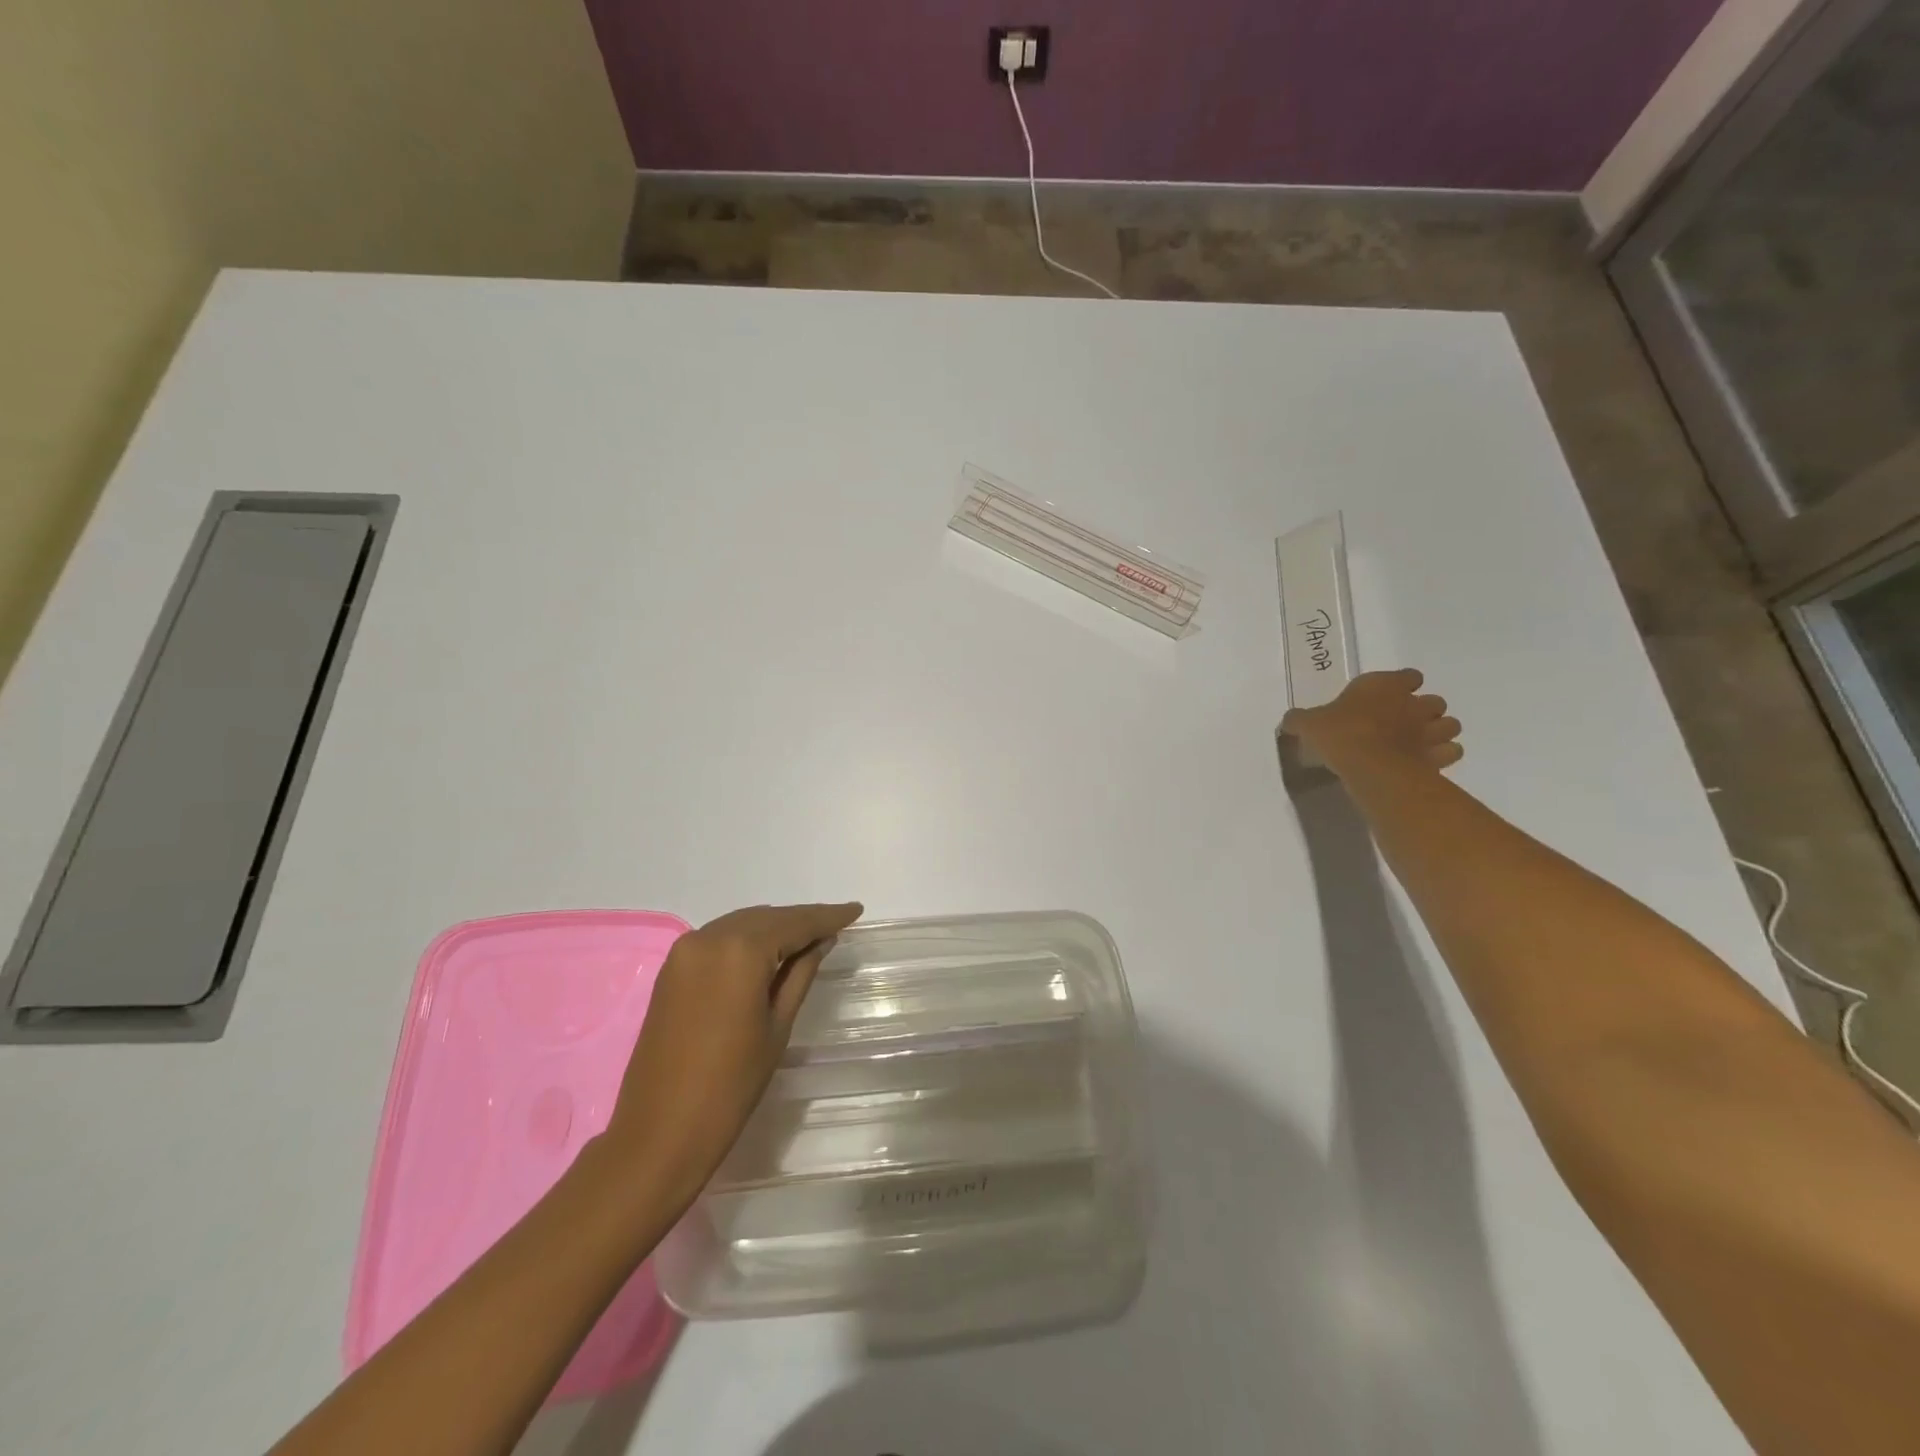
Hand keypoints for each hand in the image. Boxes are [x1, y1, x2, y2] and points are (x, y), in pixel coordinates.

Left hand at [603, 901, 862, 1203]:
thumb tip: (821, 941)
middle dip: (800, 921)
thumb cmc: (730, 1085)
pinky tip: (768, 953)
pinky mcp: (671, 968)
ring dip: (774, 929)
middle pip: (766, 918)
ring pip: (742, 925)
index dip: (827, 917)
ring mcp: (684, 951)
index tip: (855, 910)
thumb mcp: (778, 1026)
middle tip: (835, 926)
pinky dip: (747, 940)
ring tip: (807, 939)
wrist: (658, 1133)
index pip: (794, 923)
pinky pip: (719, 939)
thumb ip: (801, 974)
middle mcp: (708, 937)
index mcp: (740, 950)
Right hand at [1282, 668, 1461, 780]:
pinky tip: (1425, 762)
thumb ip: (1301, 719)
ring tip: (1418, 743)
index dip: (1402, 685)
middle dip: (1423, 710)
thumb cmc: (1339, 734)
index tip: (1388, 696)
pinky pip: (1452, 752)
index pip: (1409, 676)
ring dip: (1438, 731)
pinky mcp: (1439, 757)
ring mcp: (1430, 730)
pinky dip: (1443, 755)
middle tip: (1402, 723)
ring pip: (1450, 724)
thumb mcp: (1308, 724)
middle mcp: (1413, 703)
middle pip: (1434, 700)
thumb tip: (1289, 720)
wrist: (1370, 765)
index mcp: (1384, 686)